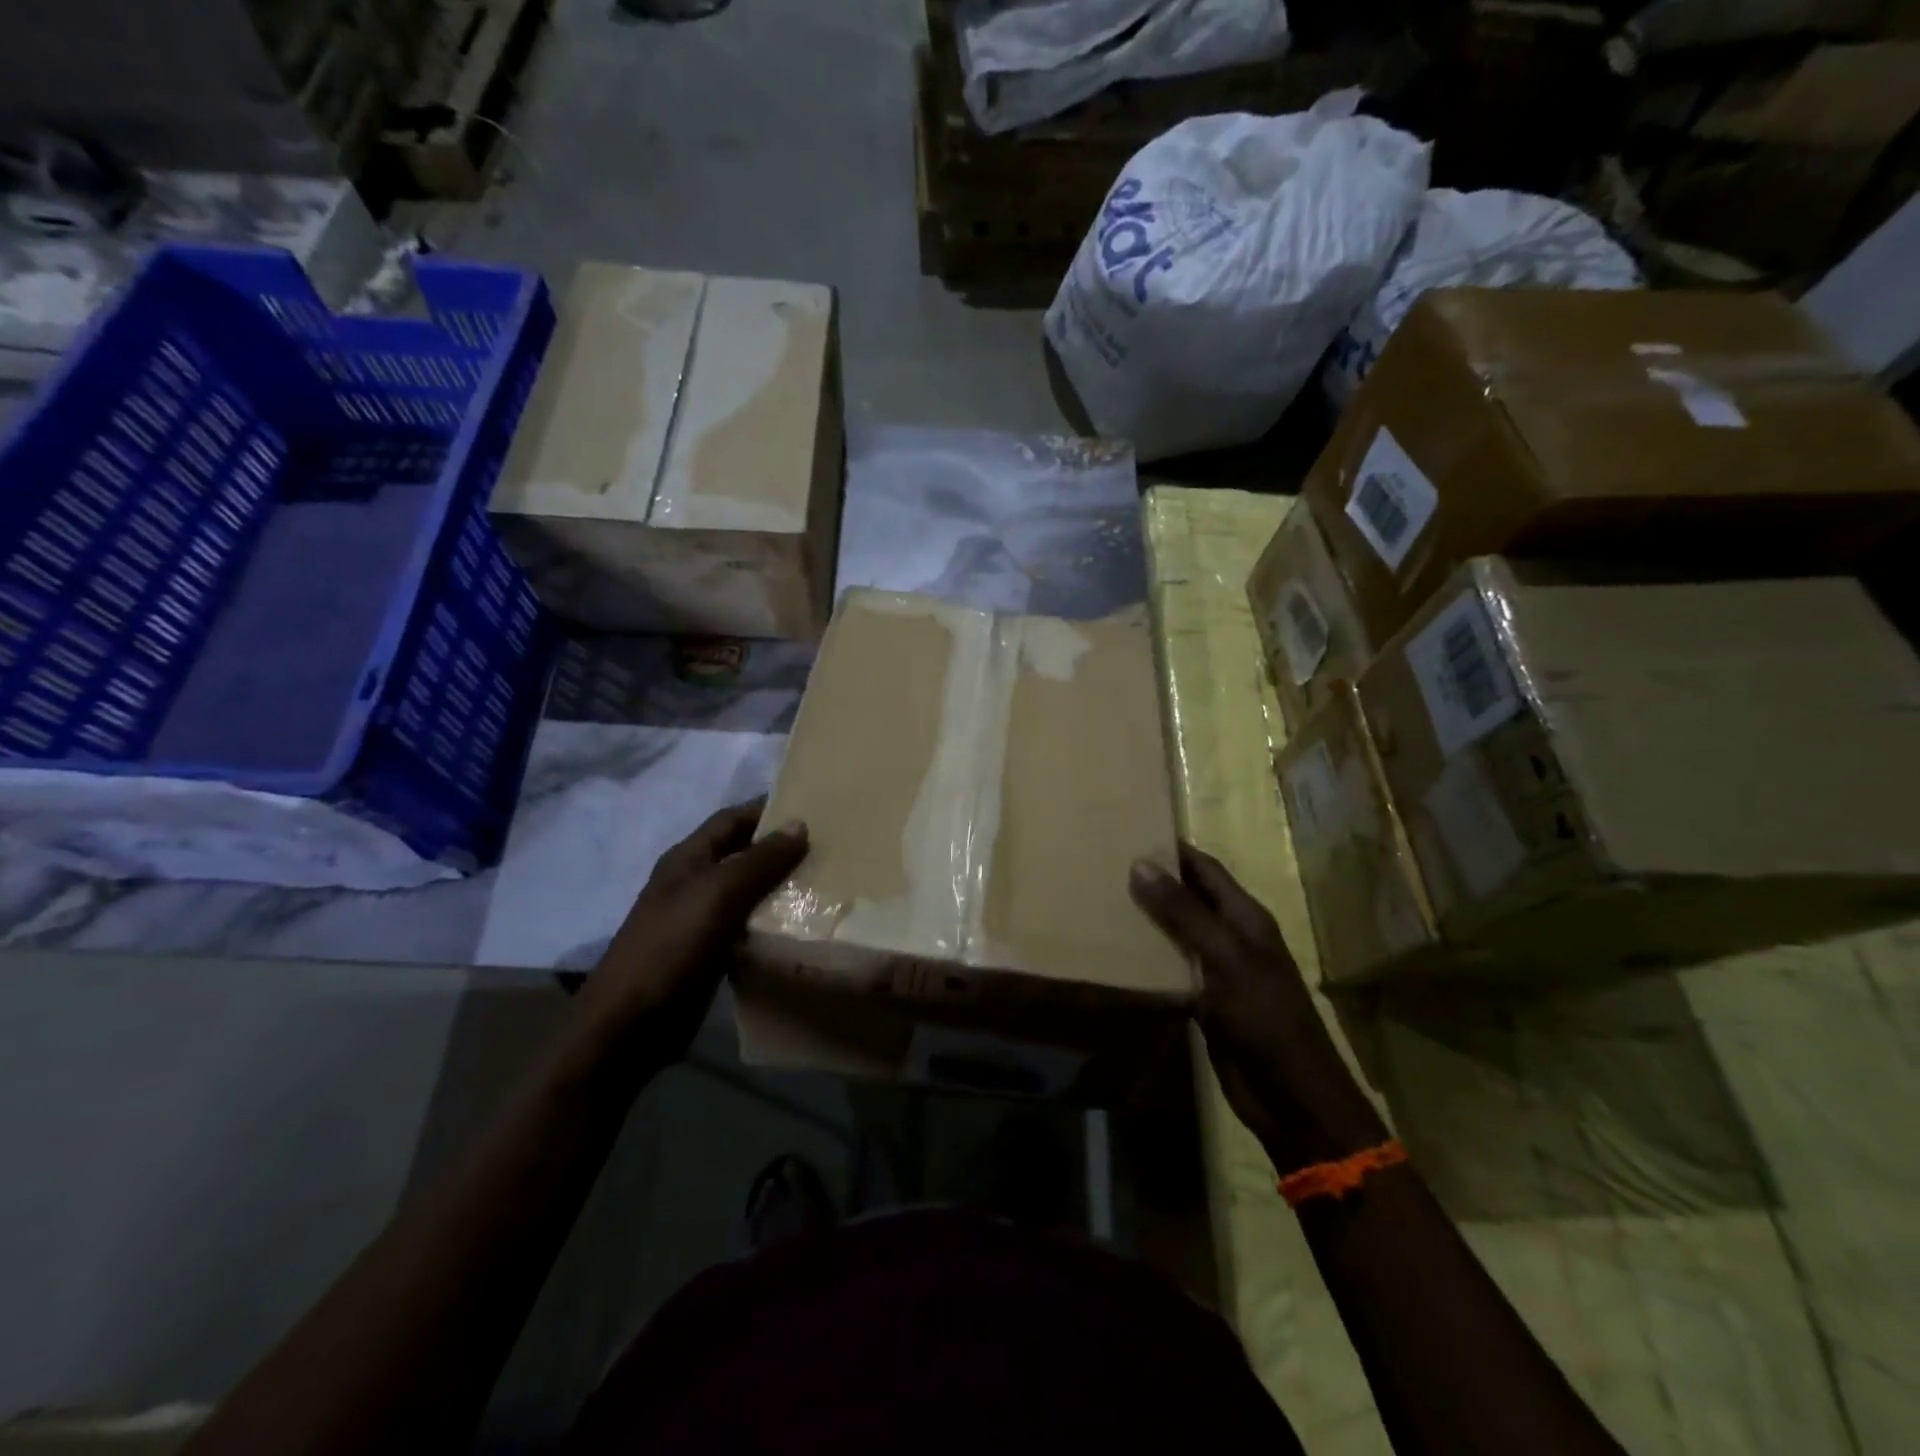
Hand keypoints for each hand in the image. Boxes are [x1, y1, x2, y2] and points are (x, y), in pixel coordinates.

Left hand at [578, 799, 808, 1068]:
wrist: (632, 1024)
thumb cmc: (672, 946)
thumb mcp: (718, 893)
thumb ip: (759, 860)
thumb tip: (799, 824)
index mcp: (687, 859)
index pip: (731, 820)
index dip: (765, 809)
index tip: (810, 805)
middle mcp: (694, 883)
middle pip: (742, 854)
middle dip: (780, 848)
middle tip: (828, 846)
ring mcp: (701, 920)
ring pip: (749, 892)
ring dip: (782, 887)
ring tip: (826, 882)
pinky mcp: (712, 953)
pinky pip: (749, 927)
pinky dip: (774, 922)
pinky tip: (804, 924)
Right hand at [1130, 843, 1385, 1173]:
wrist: (1291, 1096)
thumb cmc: (1264, 1017)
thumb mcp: (1224, 957)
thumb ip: (1184, 912)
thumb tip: (1141, 863)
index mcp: (1246, 917)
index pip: (1206, 869)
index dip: (1174, 849)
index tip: (1133, 829)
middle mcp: (1233, 937)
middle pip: (1190, 898)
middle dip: (1155, 881)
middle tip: (1107, 864)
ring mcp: (1219, 970)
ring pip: (1178, 933)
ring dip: (1148, 919)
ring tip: (1103, 901)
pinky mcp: (1205, 1002)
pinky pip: (1172, 968)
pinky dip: (1149, 958)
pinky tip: (1118, 953)